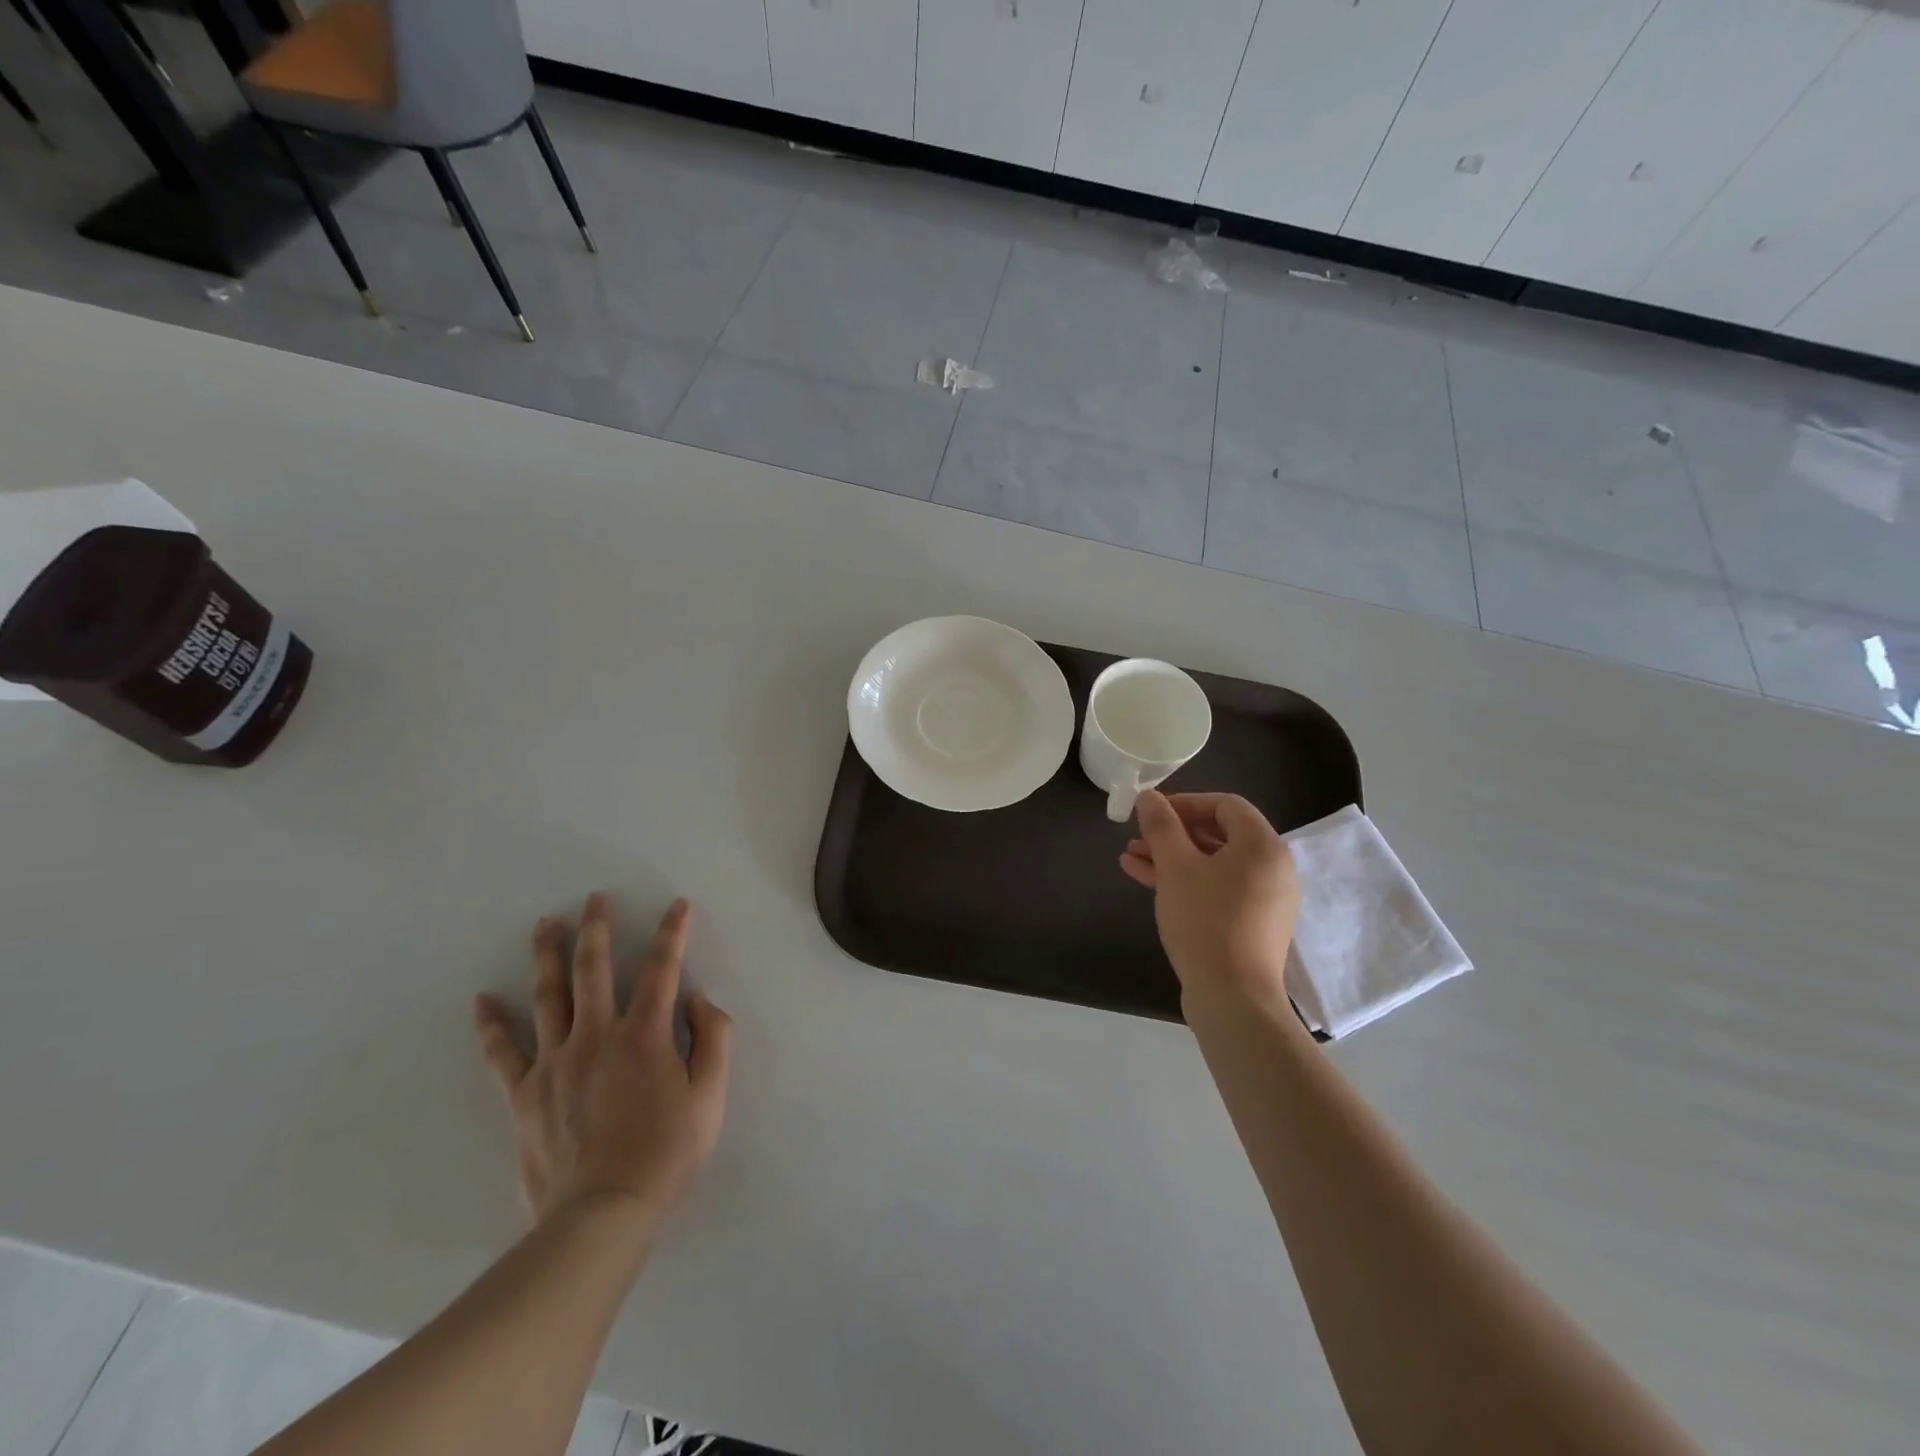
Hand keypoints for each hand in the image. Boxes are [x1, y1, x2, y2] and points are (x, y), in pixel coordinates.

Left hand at [474, 894, 732, 1233]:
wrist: (603, 1215)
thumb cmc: (667, 1153)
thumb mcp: (712, 1095)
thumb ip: (714, 1038)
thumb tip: (699, 1000)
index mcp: (645, 1034)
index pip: (662, 969)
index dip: (673, 933)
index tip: (677, 905)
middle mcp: (596, 1036)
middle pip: (595, 970)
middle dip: (598, 929)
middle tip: (595, 898)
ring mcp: (555, 1063)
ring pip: (548, 997)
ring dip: (548, 956)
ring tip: (545, 924)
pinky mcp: (525, 1094)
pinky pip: (502, 1054)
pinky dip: (491, 1026)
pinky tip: (482, 1000)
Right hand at [1121, 791, 1300, 1009]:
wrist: (1233, 998)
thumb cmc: (1206, 921)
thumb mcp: (1176, 867)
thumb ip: (1161, 826)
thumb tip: (1149, 796)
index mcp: (1263, 846)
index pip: (1225, 805)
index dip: (1185, 802)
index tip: (1152, 811)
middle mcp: (1272, 868)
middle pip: (1219, 834)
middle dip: (1173, 832)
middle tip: (1139, 834)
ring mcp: (1264, 899)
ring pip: (1213, 864)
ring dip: (1172, 857)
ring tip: (1131, 856)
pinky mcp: (1251, 924)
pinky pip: (1217, 889)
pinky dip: (1186, 881)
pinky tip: (1145, 879)